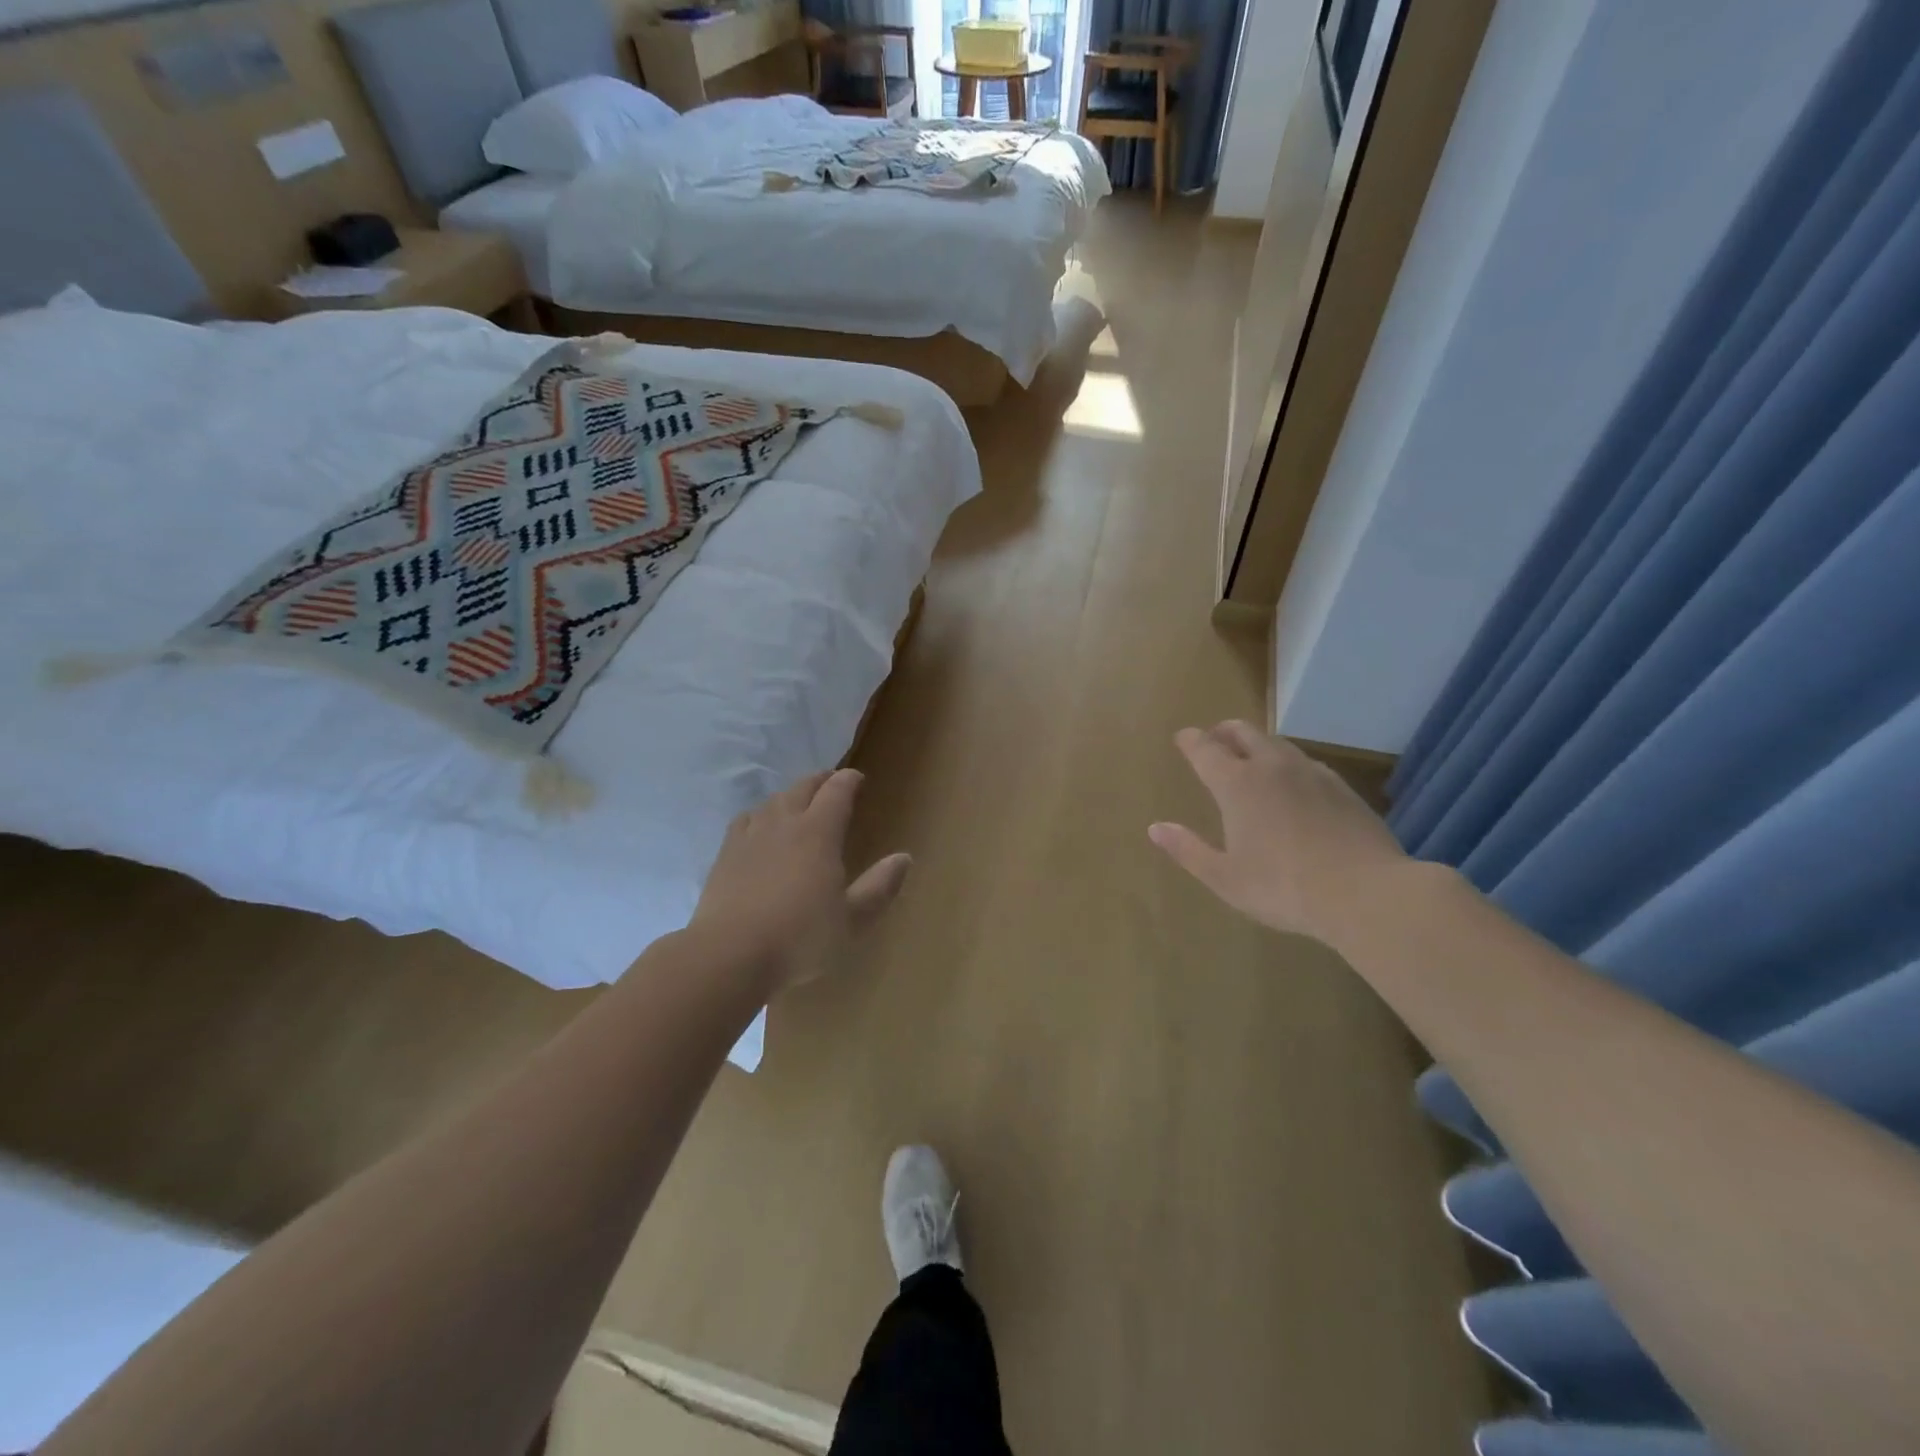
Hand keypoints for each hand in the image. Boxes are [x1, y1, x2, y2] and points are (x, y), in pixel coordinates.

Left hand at [692, 768, 911, 992]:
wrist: (729, 955)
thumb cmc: (799, 938)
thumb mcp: (851, 920)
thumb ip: (879, 887)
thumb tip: (904, 857)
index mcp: (819, 833)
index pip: (837, 791)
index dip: (849, 780)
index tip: (858, 778)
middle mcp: (784, 823)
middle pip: (803, 788)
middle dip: (820, 781)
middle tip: (832, 783)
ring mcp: (750, 836)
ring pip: (773, 801)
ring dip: (790, 795)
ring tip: (799, 802)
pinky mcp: (725, 854)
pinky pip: (745, 820)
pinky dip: (760, 814)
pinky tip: (759, 826)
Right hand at [1149, 721, 1408, 948]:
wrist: (1367, 893)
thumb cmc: (1283, 887)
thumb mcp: (1224, 877)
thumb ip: (1187, 849)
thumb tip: (1155, 828)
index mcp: (1237, 784)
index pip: (1205, 749)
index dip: (1190, 740)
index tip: (1182, 737)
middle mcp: (1272, 767)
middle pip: (1244, 731)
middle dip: (1223, 731)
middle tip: (1214, 739)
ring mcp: (1312, 773)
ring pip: (1278, 743)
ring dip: (1257, 744)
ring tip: (1251, 759)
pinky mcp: (1342, 788)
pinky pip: (1306, 762)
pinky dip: (1288, 763)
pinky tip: (1293, 785)